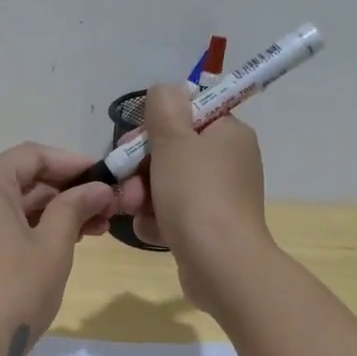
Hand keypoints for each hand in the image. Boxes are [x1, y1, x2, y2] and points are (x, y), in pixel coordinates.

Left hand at [0, 143, 139, 355]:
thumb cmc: (15, 292)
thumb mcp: (53, 246)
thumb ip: (75, 207)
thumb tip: (98, 188)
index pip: (32, 156)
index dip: (72, 163)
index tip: (105, 177)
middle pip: (20, 178)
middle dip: (65, 191)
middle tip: (106, 208)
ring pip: (10, 203)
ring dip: (51, 211)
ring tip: (94, 228)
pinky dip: (28, 226)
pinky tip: (62, 241)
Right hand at [127, 82, 274, 310]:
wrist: (221, 265)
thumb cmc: (197, 195)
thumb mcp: (174, 139)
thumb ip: (164, 106)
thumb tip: (166, 90)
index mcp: (228, 134)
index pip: (188, 113)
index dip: (156, 125)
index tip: (136, 142)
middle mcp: (228, 161)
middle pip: (172, 150)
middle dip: (141, 166)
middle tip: (128, 182)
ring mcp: (218, 196)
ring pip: (166, 183)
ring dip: (144, 196)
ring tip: (135, 210)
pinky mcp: (207, 227)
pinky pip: (172, 213)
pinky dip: (158, 221)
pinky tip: (153, 231)